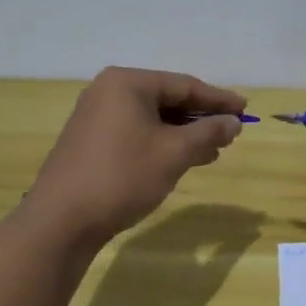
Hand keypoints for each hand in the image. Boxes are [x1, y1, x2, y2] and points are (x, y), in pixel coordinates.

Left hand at [26, 67, 246, 249]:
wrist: (60, 222)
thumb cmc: (122, 176)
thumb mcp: (174, 153)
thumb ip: (208, 133)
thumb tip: (234, 122)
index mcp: (128, 83)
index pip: (184, 85)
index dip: (218, 99)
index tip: (245, 109)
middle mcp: (109, 92)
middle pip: (168, 99)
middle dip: (201, 117)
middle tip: (232, 130)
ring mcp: (96, 117)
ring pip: (153, 118)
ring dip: (184, 133)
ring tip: (215, 149)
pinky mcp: (91, 141)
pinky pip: (137, 132)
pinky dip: (163, 142)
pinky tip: (184, 159)